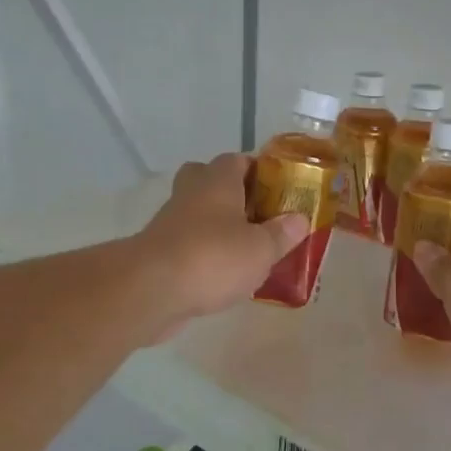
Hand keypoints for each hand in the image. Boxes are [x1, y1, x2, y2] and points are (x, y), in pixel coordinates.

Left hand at [136, 153, 306, 331]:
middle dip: (232, 194)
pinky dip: (204, 252)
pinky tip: (225, 275)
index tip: (278, 190)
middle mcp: (191, 193)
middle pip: (210, 180)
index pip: (238, 160)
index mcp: (218, 181)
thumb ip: (282, 233)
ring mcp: (170, 222)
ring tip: (248, 250)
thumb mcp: (261, 248)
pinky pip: (188, 243)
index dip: (258, 171)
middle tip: (258, 215)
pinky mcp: (159, 252)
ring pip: (197, 213)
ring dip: (218, 226)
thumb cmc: (213, 258)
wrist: (151, 290)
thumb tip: (299, 219)